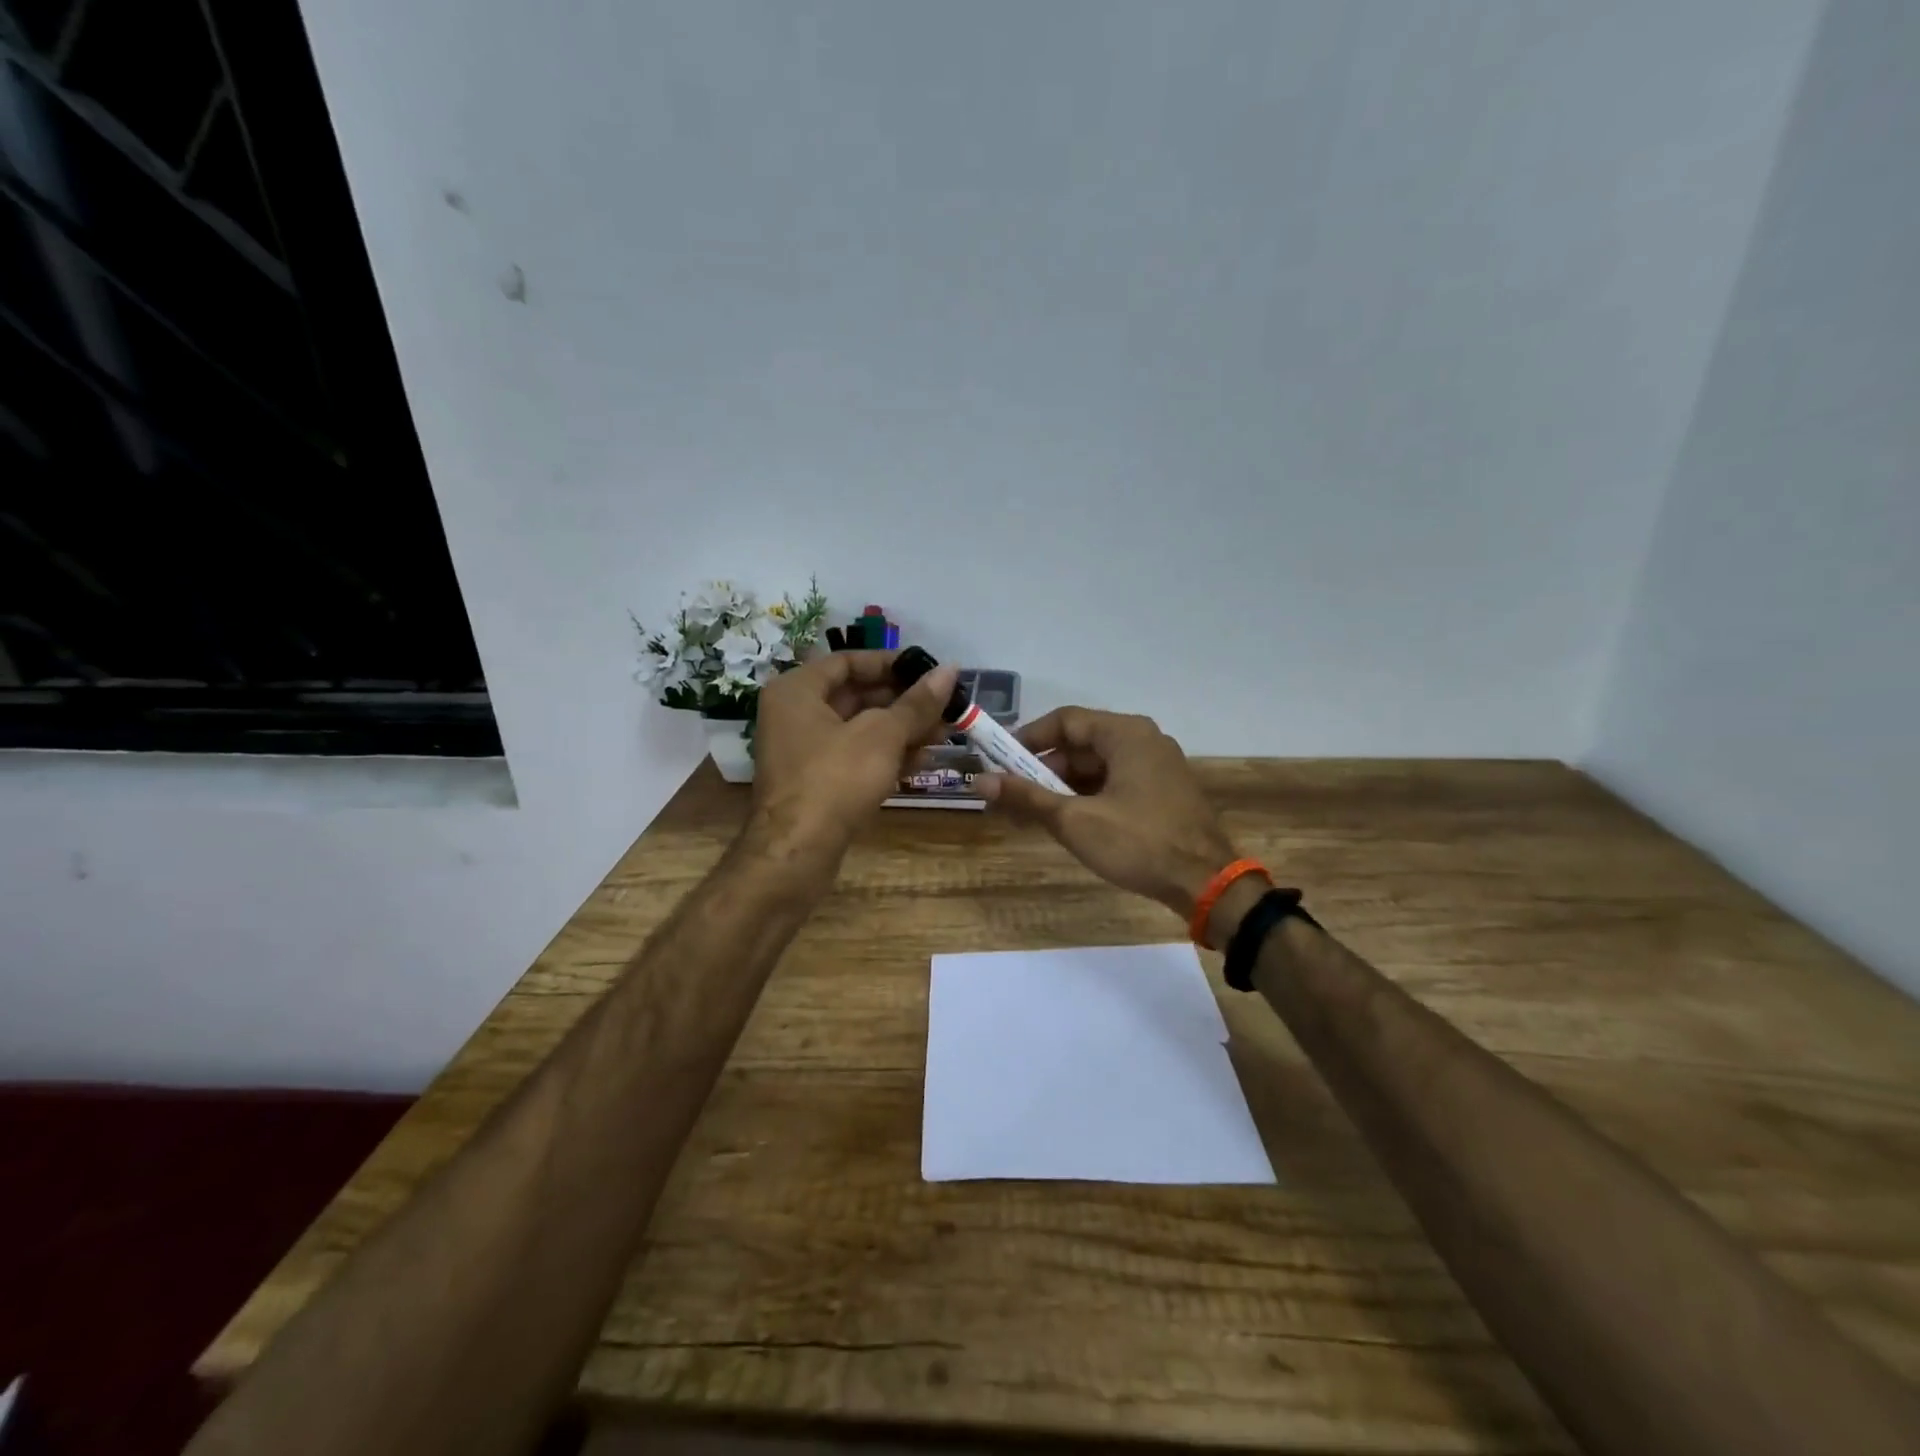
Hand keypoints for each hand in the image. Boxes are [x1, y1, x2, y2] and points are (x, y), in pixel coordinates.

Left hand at [748, 649, 958, 869]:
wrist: (796, 853)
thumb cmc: (835, 779)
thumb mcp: (882, 735)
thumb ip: (916, 703)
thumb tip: (950, 670)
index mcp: (797, 690)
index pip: (848, 661)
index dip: (891, 663)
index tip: (929, 671)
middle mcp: (794, 715)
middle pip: (856, 696)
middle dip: (904, 702)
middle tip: (945, 706)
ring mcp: (804, 752)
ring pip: (860, 730)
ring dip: (902, 730)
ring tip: (945, 734)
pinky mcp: (816, 783)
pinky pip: (855, 757)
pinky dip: (886, 755)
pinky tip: (922, 761)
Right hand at [976, 707, 1240, 929]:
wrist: (1207, 884)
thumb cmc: (1139, 843)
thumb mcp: (1075, 820)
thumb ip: (1026, 797)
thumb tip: (979, 781)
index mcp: (1126, 733)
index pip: (1065, 721)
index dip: (1027, 738)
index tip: (998, 760)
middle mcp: (1144, 740)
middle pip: (1081, 743)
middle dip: (1042, 769)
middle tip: (1011, 795)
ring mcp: (1158, 766)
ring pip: (1098, 766)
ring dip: (1063, 787)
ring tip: (1032, 814)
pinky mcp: (1164, 792)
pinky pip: (1116, 783)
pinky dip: (1088, 797)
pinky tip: (1068, 822)